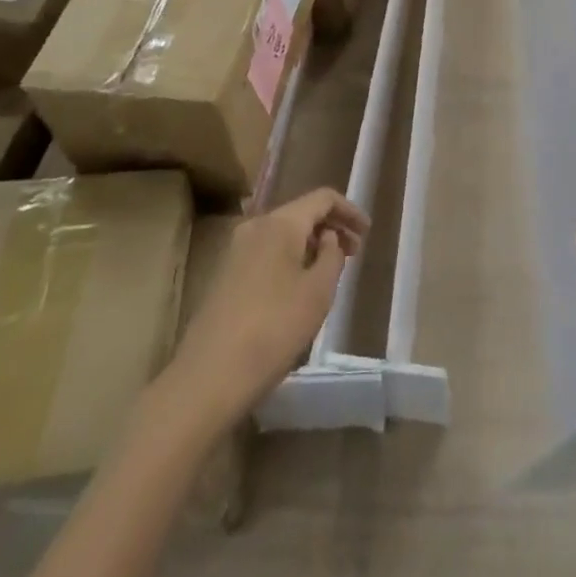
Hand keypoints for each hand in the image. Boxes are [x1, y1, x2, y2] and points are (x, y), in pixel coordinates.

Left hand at [168, 188, 368, 419]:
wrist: (207, 378)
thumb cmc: (273, 329)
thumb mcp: (318, 292)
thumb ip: (331, 255)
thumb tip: (327, 237)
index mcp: (280, 222)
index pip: (322, 198)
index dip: (349, 210)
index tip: (368, 233)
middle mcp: (255, 226)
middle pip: (301, 213)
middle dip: (331, 228)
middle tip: (354, 253)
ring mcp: (235, 251)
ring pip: (283, 234)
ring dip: (310, 245)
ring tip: (330, 272)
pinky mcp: (225, 276)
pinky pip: (267, 253)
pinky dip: (290, 259)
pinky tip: (299, 288)